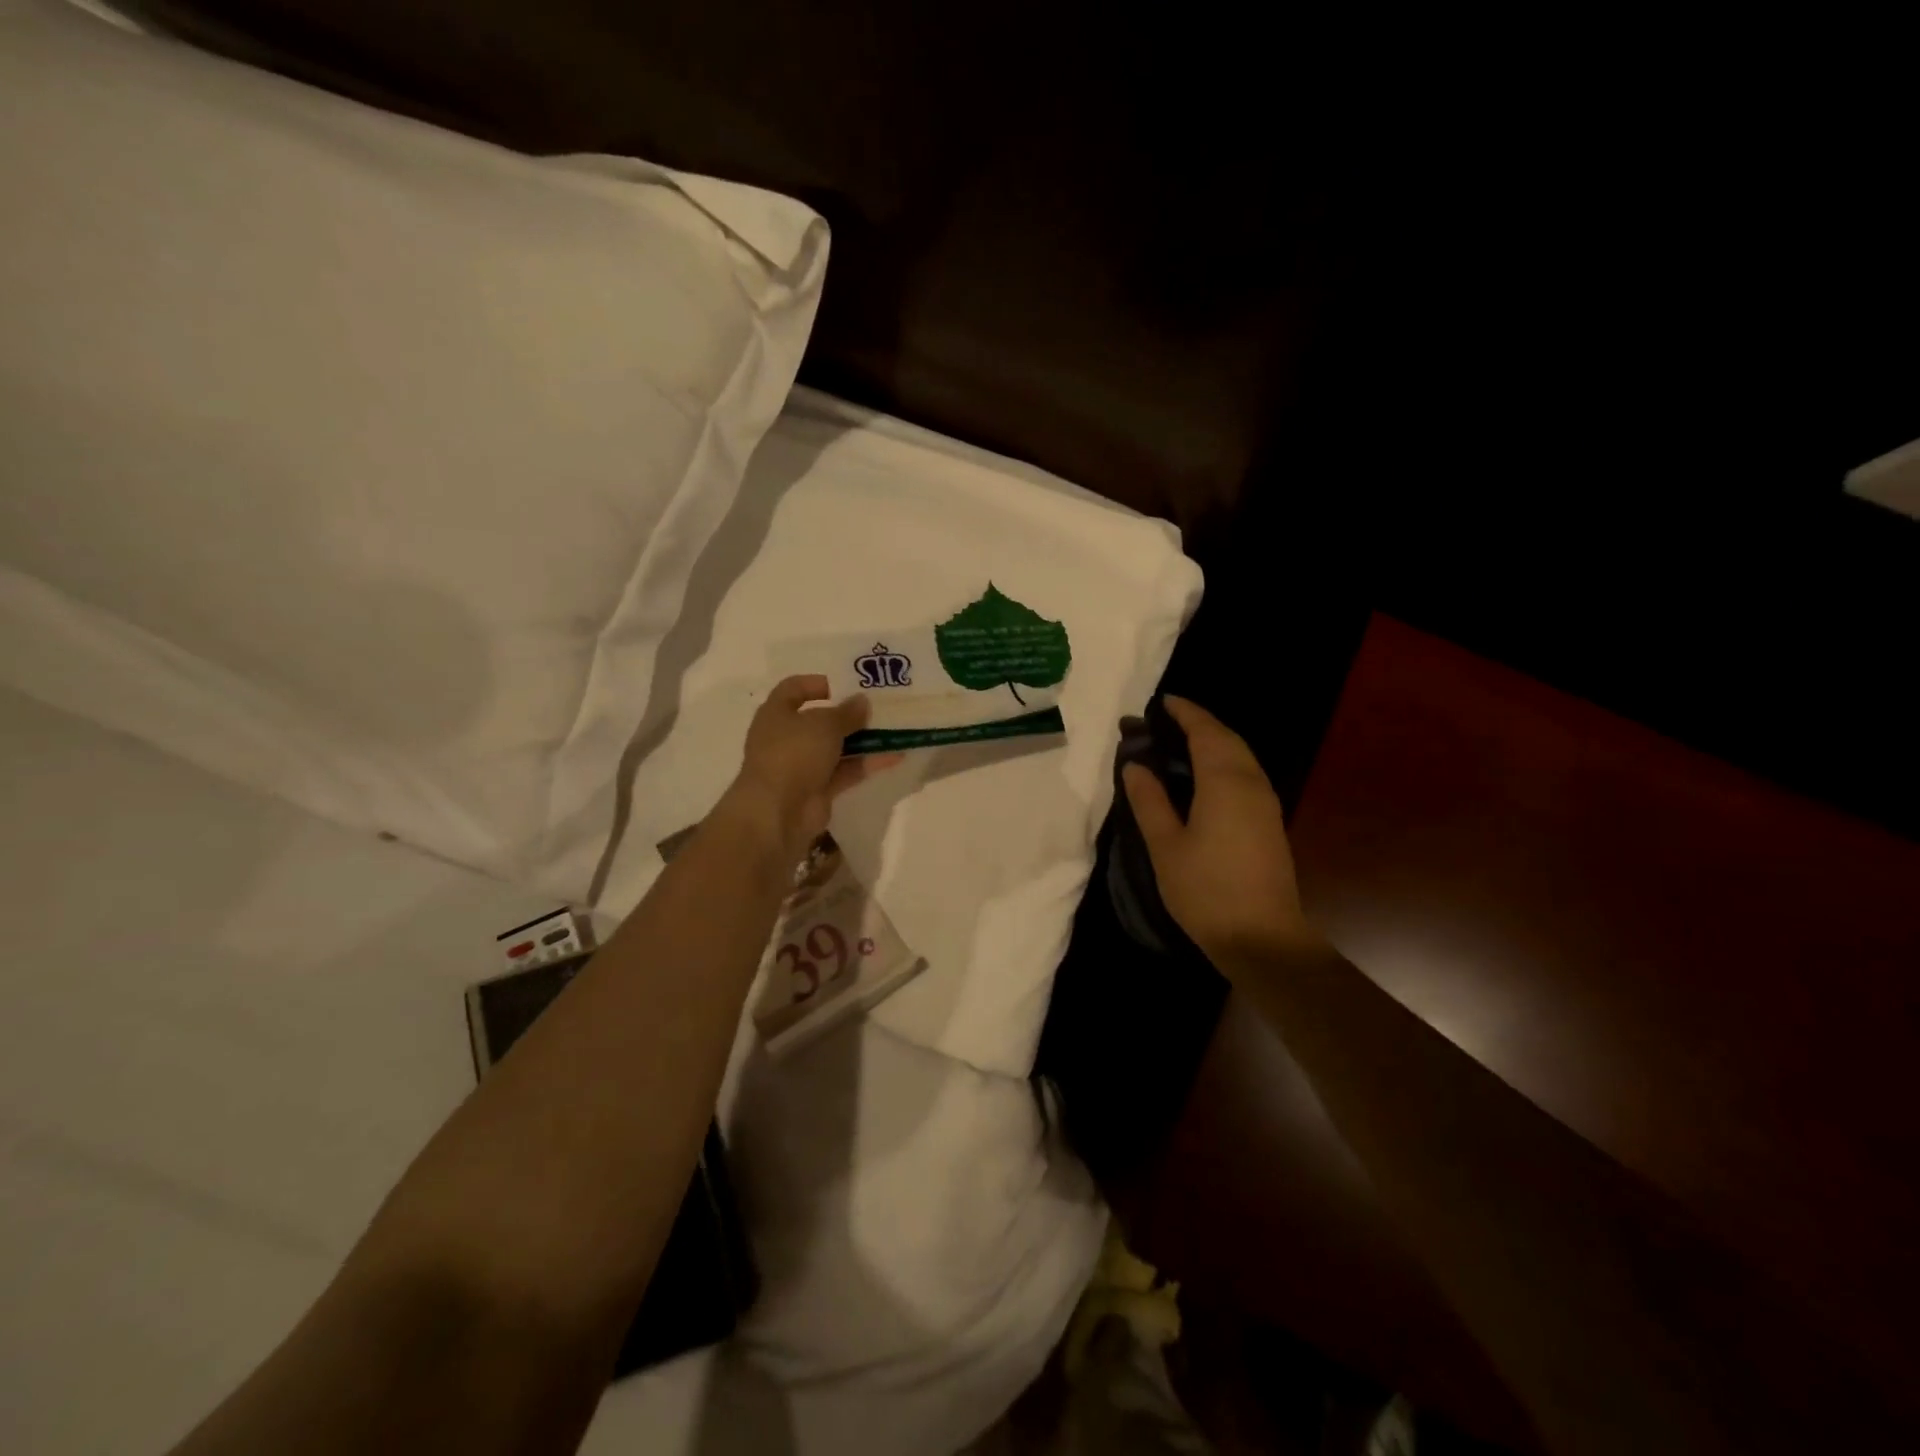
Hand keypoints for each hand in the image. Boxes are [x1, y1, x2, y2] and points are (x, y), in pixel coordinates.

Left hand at [722, 675, 898, 862]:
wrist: (778, 812)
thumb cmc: (793, 754)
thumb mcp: (824, 724)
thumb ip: (847, 712)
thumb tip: (862, 702)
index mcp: (776, 713)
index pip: (794, 689)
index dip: (818, 683)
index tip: (847, 684)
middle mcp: (787, 737)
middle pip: (820, 720)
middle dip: (849, 714)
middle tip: (879, 707)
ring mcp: (802, 765)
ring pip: (836, 747)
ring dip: (863, 739)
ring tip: (894, 728)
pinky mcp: (818, 789)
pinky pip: (846, 771)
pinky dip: (867, 763)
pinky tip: (895, 755)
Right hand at [1121, 697, 1318, 967]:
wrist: (1261, 937)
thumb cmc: (1205, 890)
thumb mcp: (1165, 845)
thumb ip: (1149, 800)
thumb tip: (1135, 765)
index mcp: (1224, 782)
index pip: (1205, 732)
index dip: (1184, 713)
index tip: (1161, 702)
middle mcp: (1251, 783)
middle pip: (1227, 738)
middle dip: (1199, 723)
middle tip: (1166, 720)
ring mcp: (1265, 803)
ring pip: (1241, 756)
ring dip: (1214, 741)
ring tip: (1181, 742)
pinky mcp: (1269, 822)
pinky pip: (1246, 774)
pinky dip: (1224, 761)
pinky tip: (1204, 776)